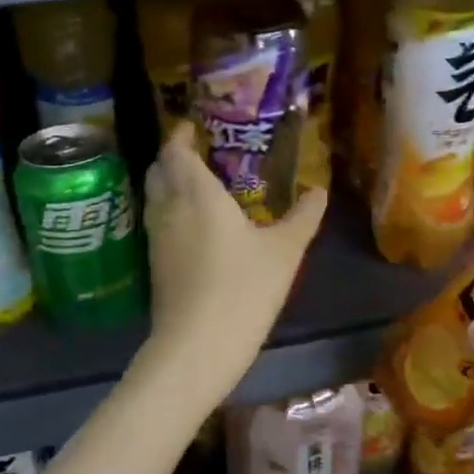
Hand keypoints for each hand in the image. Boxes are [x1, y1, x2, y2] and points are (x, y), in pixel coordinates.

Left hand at [141, 124, 326, 404]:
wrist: (197, 347)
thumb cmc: (243, 289)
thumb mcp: (285, 251)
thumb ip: (303, 217)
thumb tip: (319, 191)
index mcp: (197, 194)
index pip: (176, 151)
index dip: (180, 135)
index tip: (193, 127)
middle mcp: (169, 209)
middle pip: (158, 170)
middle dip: (173, 157)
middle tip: (198, 154)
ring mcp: (156, 239)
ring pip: (154, 198)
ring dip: (168, 185)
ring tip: (197, 187)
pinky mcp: (154, 266)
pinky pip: (157, 223)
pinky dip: (169, 212)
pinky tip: (193, 227)